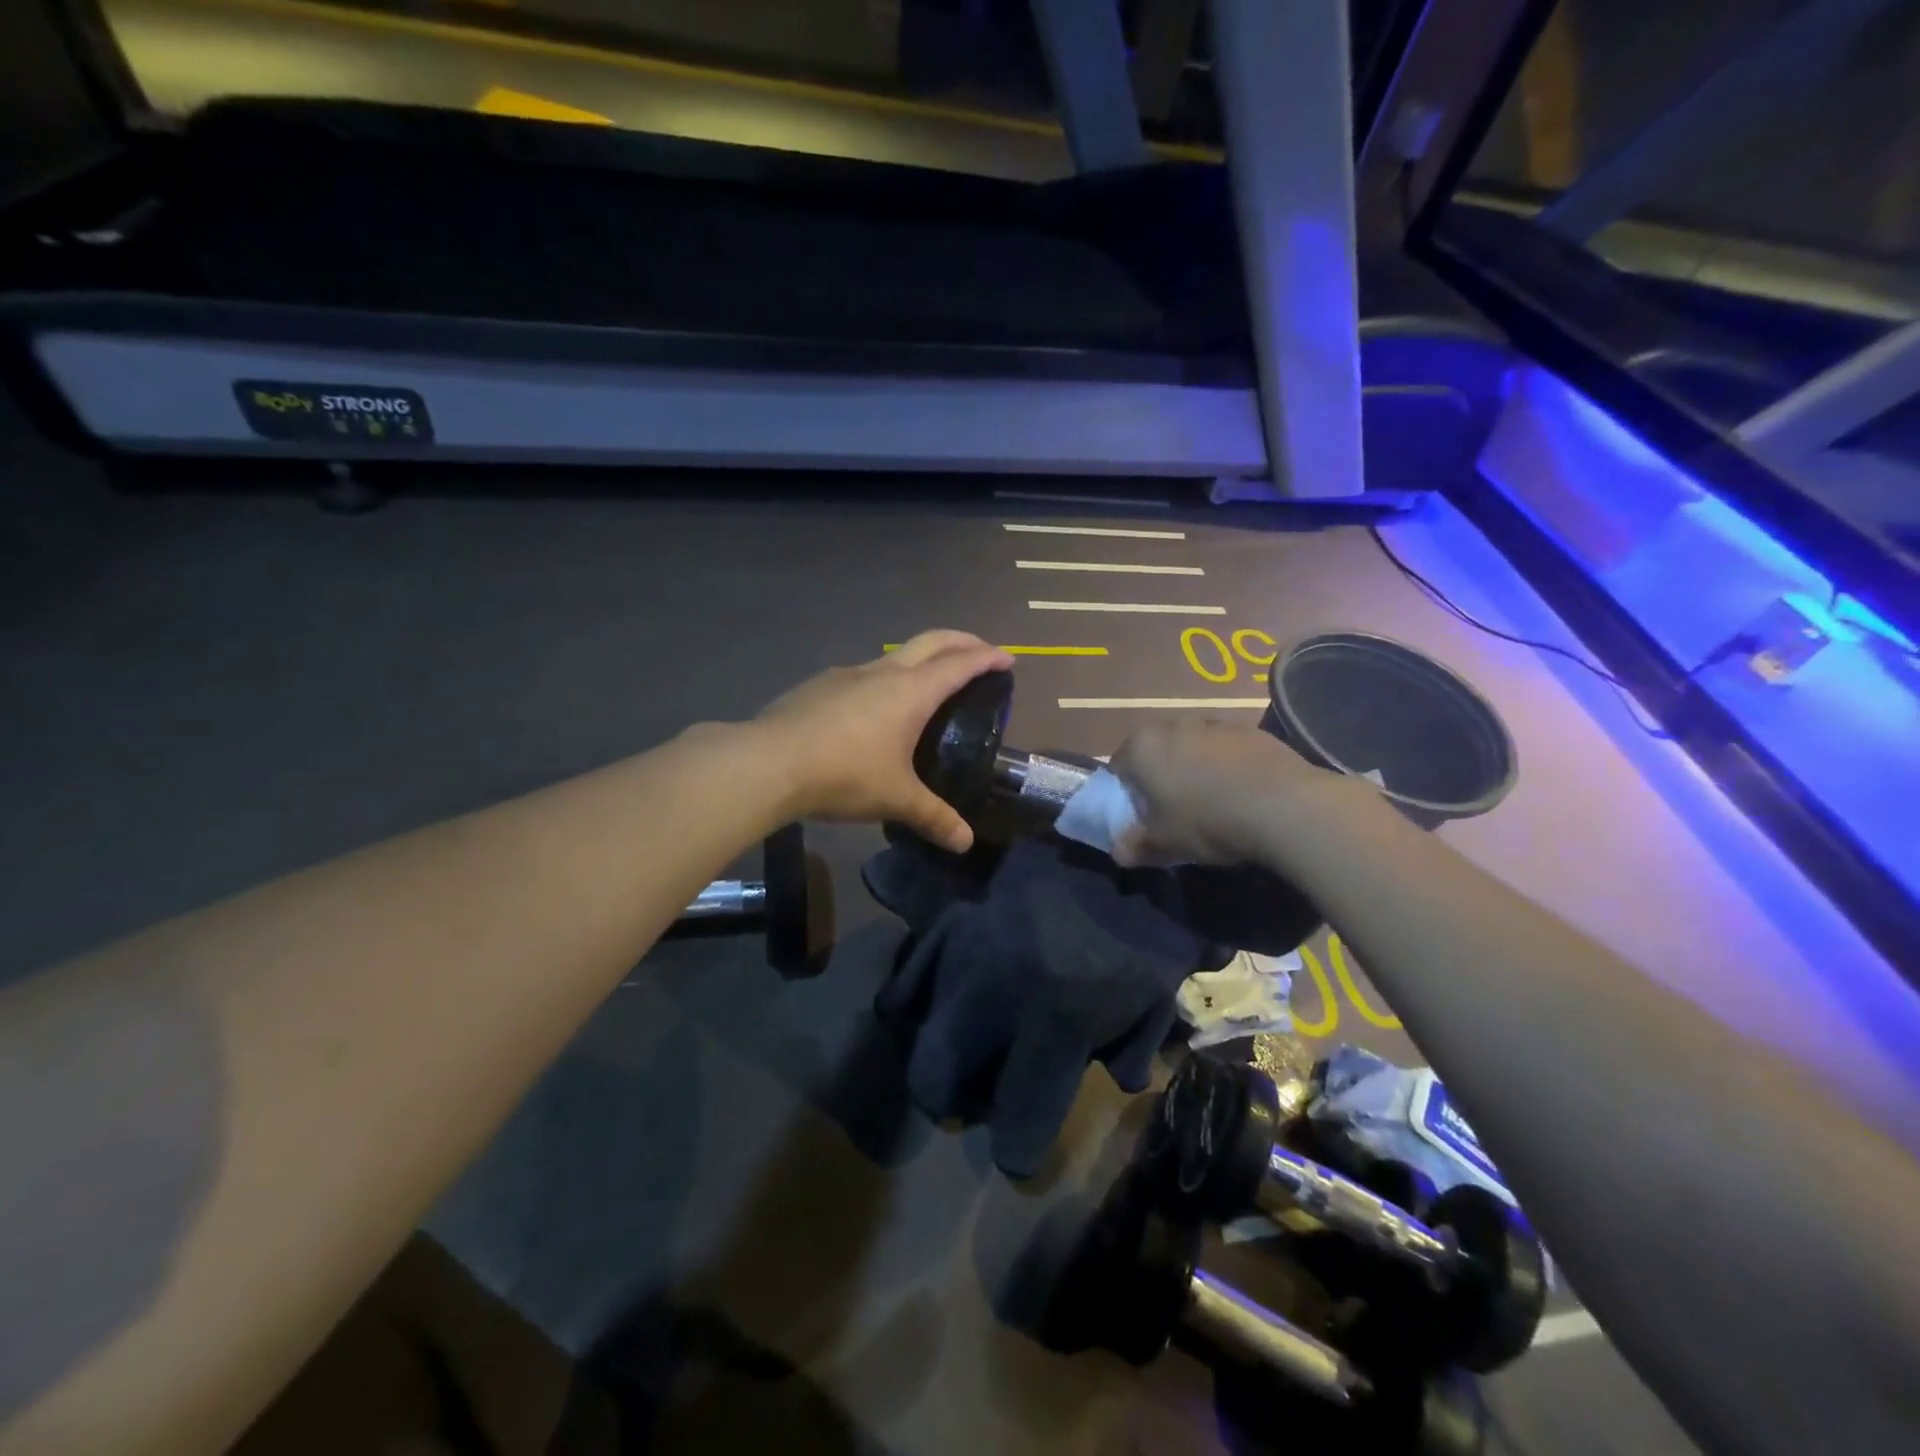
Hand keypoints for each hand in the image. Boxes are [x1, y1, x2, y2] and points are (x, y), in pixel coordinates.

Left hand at [754, 631, 1013, 851]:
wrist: (767, 763)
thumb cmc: (843, 774)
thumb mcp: (896, 799)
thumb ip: (933, 818)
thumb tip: (964, 843)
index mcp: (910, 691)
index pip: (960, 664)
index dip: (987, 658)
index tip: (1007, 658)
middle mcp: (882, 672)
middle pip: (931, 642)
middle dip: (962, 641)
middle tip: (981, 651)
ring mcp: (847, 674)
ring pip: (894, 655)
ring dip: (920, 660)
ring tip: (928, 686)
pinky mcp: (819, 685)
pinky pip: (863, 675)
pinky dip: (885, 680)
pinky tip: (874, 711)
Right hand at [1108, 718, 1364, 867]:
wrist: (1284, 806)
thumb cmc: (1207, 821)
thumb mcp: (1165, 843)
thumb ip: (1137, 846)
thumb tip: (1119, 853)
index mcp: (1143, 747)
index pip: (1118, 766)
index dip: (1125, 792)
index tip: (1140, 816)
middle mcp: (1174, 725)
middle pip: (1157, 751)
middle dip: (1161, 776)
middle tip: (1173, 810)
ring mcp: (1216, 724)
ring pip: (1193, 747)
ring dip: (1196, 768)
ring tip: (1213, 803)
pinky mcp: (1252, 731)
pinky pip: (1227, 750)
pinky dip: (1228, 767)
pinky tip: (1243, 795)